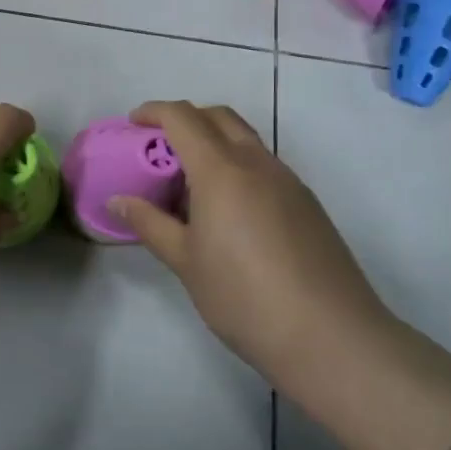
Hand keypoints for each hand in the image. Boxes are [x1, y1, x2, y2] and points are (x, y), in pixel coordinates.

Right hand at [110, 101, 389, 374]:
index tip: (133, 124)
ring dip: (214, 142)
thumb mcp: (185, 262)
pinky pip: (264, 166)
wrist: (332, 338)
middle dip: (185, 119)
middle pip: (218, 117)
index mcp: (222, 170)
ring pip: (245, 140)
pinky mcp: (307, 204)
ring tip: (190, 185)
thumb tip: (118, 201)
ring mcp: (288, 182)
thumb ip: (150, 224)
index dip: (154, 112)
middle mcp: (257, 164)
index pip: (183, 118)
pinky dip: (237, 167)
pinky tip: (228, 212)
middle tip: (159, 148)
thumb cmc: (244, 297)